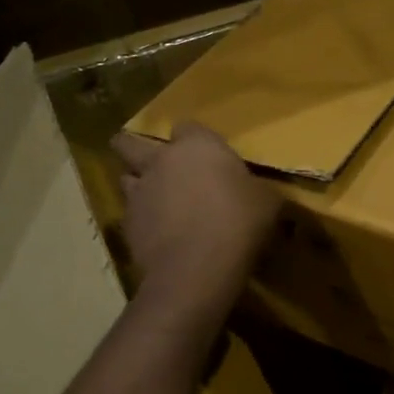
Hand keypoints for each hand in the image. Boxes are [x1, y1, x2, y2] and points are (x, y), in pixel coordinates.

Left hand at [110, 123, 280, 319]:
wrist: (197, 268)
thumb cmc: (238, 222)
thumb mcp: (267, 202)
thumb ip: (257, 189)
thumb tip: (261, 193)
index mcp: (197, 145)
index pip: (187, 126)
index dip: (194, 138)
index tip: (206, 154)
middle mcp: (161, 161)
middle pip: (130, 143)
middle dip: (134, 147)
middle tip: (151, 161)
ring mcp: (139, 192)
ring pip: (126, 178)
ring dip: (138, 184)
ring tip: (155, 200)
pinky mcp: (127, 225)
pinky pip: (131, 214)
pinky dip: (142, 220)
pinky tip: (158, 234)